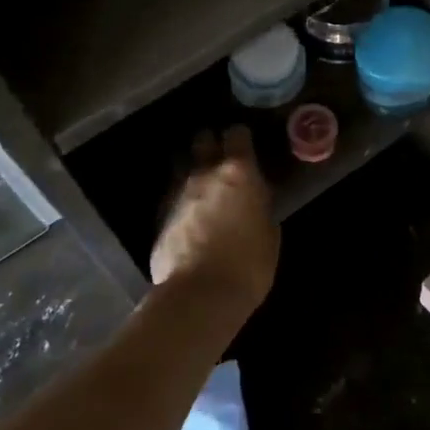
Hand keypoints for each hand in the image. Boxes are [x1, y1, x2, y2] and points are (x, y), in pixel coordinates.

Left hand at [149, 126, 279, 316]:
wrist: (199, 295)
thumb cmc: (248, 265)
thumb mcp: (269, 233)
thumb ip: (260, 207)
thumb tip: (254, 201)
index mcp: (239, 173)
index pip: (237, 134)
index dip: (241, 137)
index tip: (246, 145)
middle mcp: (205, 173)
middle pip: (203, 140)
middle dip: (211, 144)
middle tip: (221, 158)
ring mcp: (178, 192)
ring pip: (182, 164)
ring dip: (192, 169)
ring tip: (202, 185)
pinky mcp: (159, 215)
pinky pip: (172, 195)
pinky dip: (181, 199)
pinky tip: (188, 215)